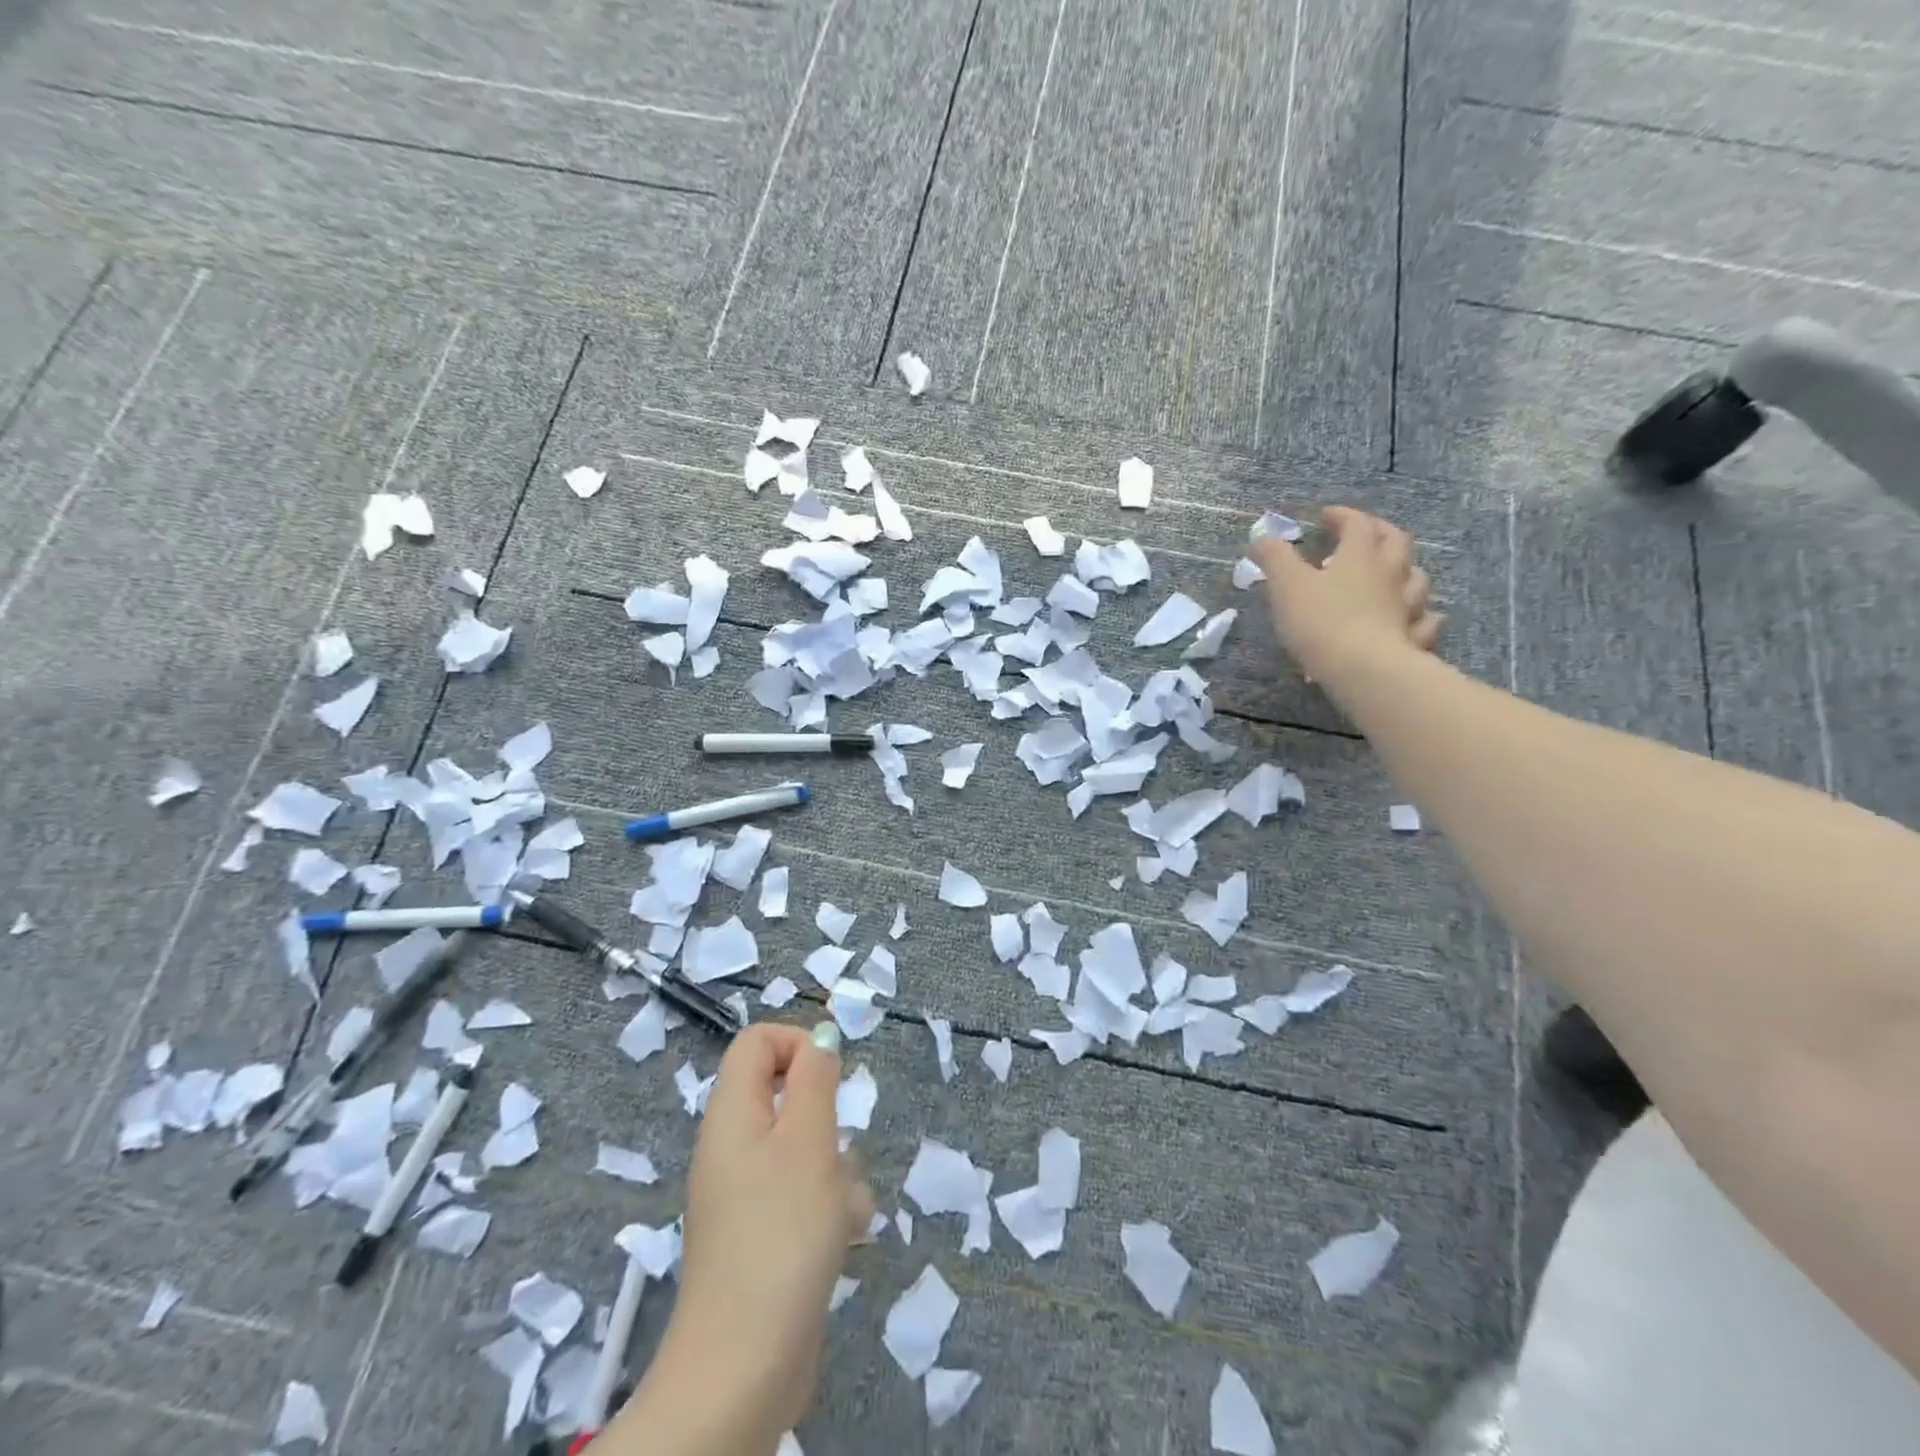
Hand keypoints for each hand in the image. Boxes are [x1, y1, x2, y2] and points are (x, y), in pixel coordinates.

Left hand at [647, 1023, 872, 1444]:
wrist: (744, 1367)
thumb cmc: (782, 1235)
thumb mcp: (809, 1142)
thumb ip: (815, 1080)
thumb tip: (819, 1039)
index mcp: (731, 1115)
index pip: (757, 1042)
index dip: (798, 1044)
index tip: (832, 1078)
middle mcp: (731, 1147)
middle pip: (784, 1094)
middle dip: (826, 1116)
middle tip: (838, 1148)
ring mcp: (744, 1194)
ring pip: (802, 1148)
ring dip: (835, 1166)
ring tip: (844, 1205)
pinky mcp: (761, 1235)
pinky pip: (800, 1194)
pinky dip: (826, 1205)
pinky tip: (843, 1235)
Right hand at [1252, 506, 1442, 689]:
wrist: (1361, 669)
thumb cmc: (1320, 621)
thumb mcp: (1286, 585)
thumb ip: (1275, 557)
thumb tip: (1263, 536)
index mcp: (1360, 556)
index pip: (1357, 523)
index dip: (1341, 515)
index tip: (1325, 516)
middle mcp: (1390, 574)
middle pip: (1396, 542)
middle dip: (1380, 532)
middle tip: (1365, 534)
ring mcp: (1407, 606)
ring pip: (1417, 579)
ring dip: (1406, 571)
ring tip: (1393, 575)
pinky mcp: (1412, 638)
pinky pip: (1425, 623)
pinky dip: (1422, 616)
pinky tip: (1419, 619)